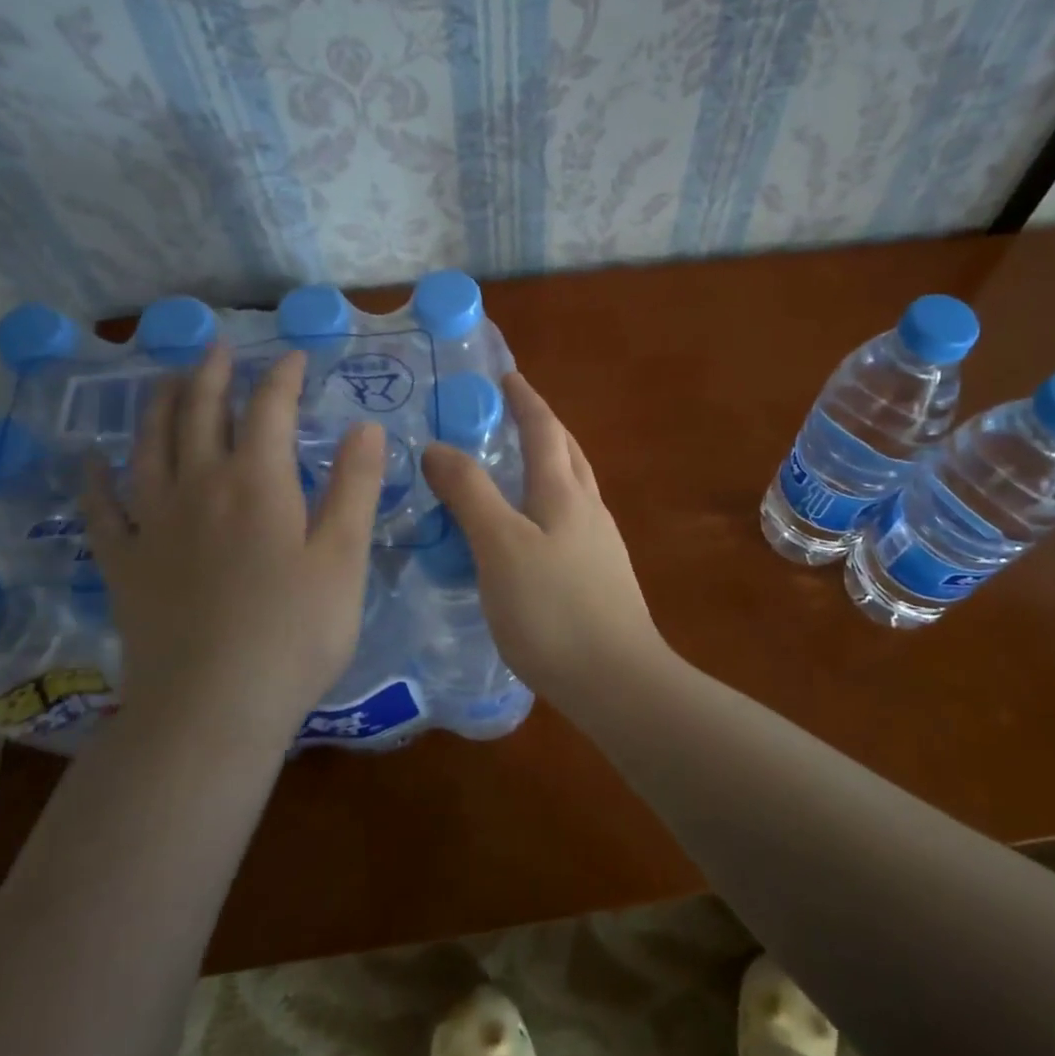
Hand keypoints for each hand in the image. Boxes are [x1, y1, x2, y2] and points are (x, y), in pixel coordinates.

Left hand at [83, 347, 385, 746]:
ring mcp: (154, 524)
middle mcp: (199, 487)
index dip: (282, 376)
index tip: (294, 357)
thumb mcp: (344, 557)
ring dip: (158, 405)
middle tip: (218, 347)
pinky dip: (95, 478)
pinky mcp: (125, 564)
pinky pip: (102, 509)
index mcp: (258, 482)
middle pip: (200, 413)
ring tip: (165, 379)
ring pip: (149, 446)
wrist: (211, 710)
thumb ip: (355, 485)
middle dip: (212, 375)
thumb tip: (365, 425)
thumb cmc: (294, 633)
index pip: (269, 408)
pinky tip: (91, 459)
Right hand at [420, 373, 667, 698]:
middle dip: (543, 424)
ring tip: (518, 465)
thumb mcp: (500, 546)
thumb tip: (437, 447)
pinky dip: (549, 502)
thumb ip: (469, 493)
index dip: (525, 399)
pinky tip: (532, 530)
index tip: (507, 374)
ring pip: (573, 485)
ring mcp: (600, 542)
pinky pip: (572, 518)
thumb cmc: (553, 609)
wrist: (617, 680)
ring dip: (549, 462)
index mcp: (564, 492)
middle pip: (567, 451)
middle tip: (512, 412)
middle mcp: (588, 507)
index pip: (544, 429)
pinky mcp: (601, 574)